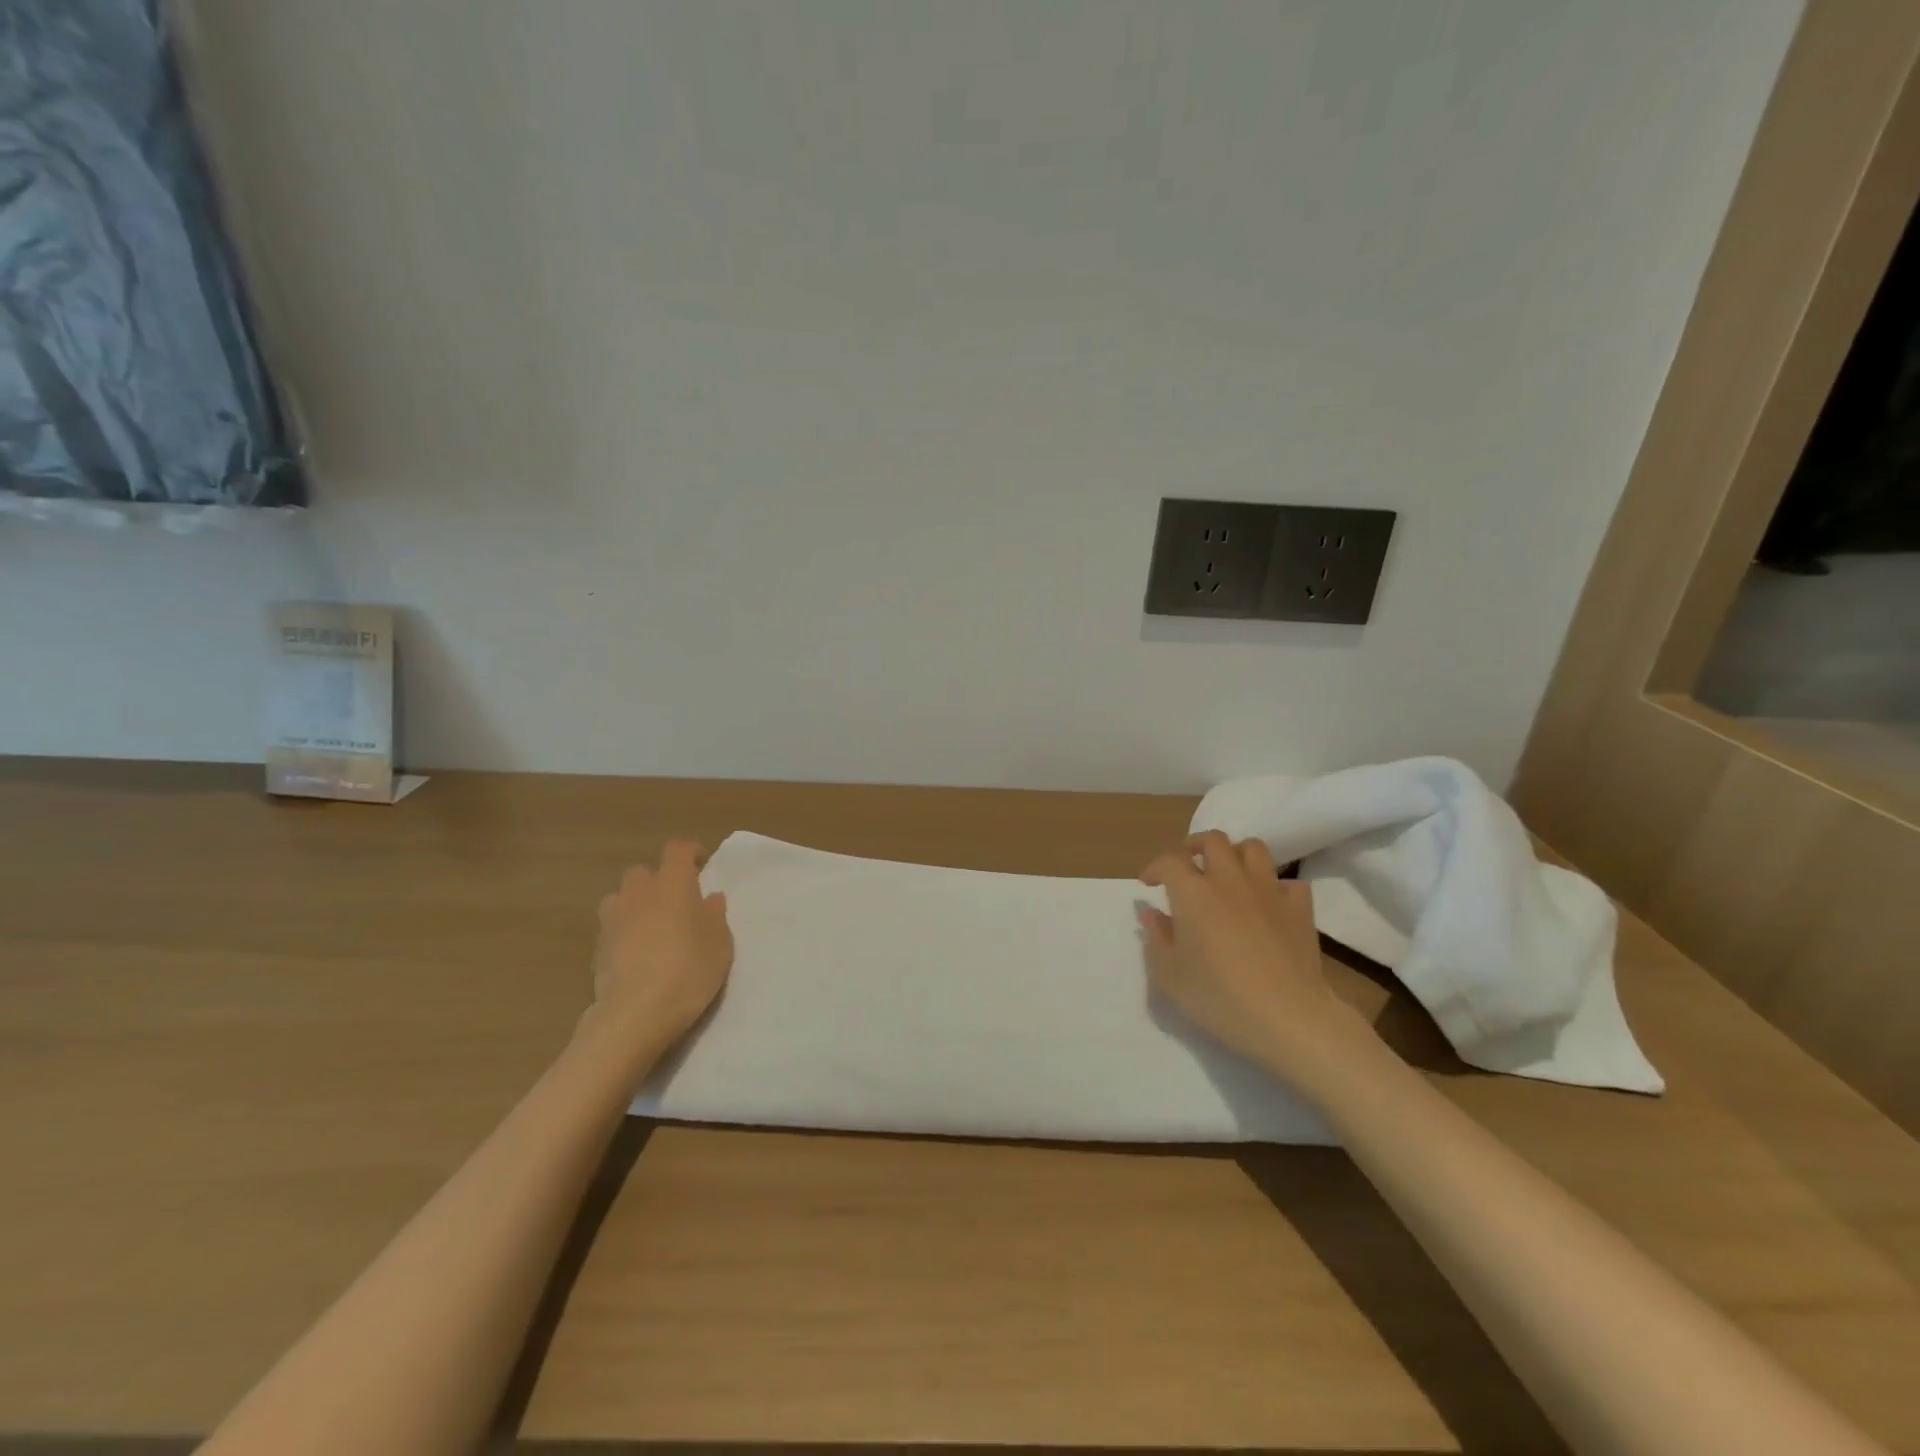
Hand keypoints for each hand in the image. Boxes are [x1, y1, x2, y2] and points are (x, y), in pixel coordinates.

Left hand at [584, 841, 733, 1065]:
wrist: (636, 1012)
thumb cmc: (689, 969)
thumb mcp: (720, 942)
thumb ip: (715, 915)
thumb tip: (710, 898)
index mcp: (673, 882)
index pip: (678, 849)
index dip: (691, 853)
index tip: (702, 866)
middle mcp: (639, 892)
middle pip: (643, 871)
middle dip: (658, 879)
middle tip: (676, 901)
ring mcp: (613, 919)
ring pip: (621, 897)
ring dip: (635, 904)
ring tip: (652, 926)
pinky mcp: (597, 947)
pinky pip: (612, 927)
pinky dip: (623, 932)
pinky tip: (636, 955)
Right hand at [1139, 831, 1379, 1097]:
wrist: (1287, 1018)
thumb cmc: (1218, 998)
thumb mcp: (1169, 977)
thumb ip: (1156, 939)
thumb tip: (1151, 913)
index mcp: (1193, 893)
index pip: (1169, 860)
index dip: (1155, 867)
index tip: (1148, 884)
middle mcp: (1229, 880)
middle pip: (1214, 840)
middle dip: (1196, 846)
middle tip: (1188, 866)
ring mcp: (1269, 891)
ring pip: (1254, 849)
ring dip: (1237, 855)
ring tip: (1228, 874)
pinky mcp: (1300, 910)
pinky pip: (1289, 882)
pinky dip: (1276, 887)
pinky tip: (1268, 904)